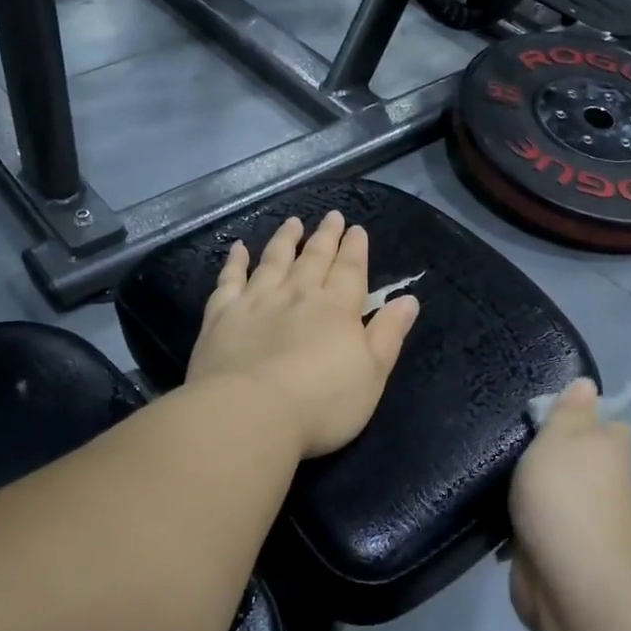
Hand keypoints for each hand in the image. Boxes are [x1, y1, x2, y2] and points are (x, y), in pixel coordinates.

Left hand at [186, 212, 420, 458]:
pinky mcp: (222, 315)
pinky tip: (238, 248)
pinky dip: (235, 261)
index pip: (350, 270)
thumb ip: (388, 334)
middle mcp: (298, 294)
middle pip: (314, 258)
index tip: (357, 228)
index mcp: (337, 309)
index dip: (355, 248)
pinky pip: (229, 279)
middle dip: (325, 236)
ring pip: (273, 260)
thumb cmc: (321, 403)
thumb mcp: (372, 374)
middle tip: (332, 216)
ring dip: (285, 240)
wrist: (249, 414)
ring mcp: (257, 301)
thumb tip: (409, 299)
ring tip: (293, 223)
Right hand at [508, 380, 630, 630]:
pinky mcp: (560, 551)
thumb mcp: (561, 438)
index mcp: (611, 449)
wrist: (572, 583)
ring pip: (555, 492)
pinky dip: (521, 522)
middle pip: (576, 458)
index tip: (543, 414)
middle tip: (508, 442)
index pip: (605, 422)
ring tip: (492, 475)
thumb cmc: (566, 496)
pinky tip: (494, 513)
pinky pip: (538, 525)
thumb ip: (569, 411)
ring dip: (532, 490)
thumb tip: (587, 384)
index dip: (579, 415)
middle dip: (548, 454)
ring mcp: (583, 520)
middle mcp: (604, 483)